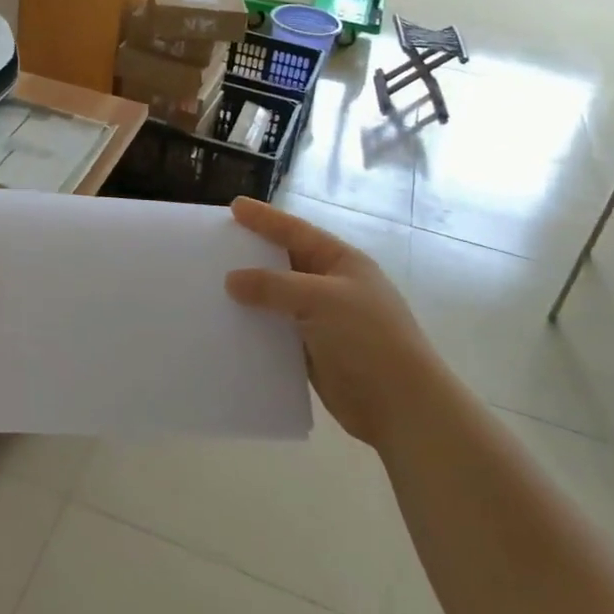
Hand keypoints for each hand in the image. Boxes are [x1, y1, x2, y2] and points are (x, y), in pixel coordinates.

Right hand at [225, 197, 436, 449]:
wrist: (401, 407)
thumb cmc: (368, 339)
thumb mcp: (322, 300)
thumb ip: (274, 286)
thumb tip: (231, 280)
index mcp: (341, 262)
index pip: (296, 232)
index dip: (265, 219)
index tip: (234, 207)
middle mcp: (331, 286)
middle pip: (284, 263)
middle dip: (253, 254)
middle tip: (215, 245)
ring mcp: (322, 321)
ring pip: (278, 300)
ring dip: (250, 295)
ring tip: (212, 286)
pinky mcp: (313, 353)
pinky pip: (277, 332)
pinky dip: (256, 328)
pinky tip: (228, 327)